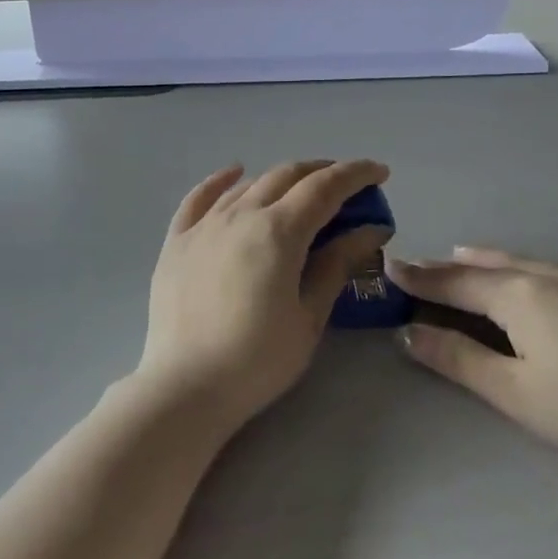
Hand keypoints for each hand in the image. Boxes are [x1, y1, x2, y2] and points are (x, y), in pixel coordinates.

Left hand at [135, 160, 390, 430]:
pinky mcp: (177, 241)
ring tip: (300, 189)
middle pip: (287, 176)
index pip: (325, 187)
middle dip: (322, 172)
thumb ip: (338, 264)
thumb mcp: (310, 316)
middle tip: (346, 184)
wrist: (186, 386)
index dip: (356, 174)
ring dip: (281, 179)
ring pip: (249, 185)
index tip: (380, 172)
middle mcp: (240, 214)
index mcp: (278, 231)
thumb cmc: (258, 359)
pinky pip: (200, 198)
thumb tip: (372, 229)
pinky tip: (235, 174)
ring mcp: (204, 225)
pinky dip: (222, 181)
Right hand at [387, 249, 557, 471]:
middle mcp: (549, 276)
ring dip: (490, 259)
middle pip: (488, 267)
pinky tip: (544, 271)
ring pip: (527, 261)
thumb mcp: (515, 393)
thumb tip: (408, 333)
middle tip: (421, 264)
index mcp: (519, 296)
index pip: (456, 282)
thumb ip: (459, 360)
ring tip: (467, 254)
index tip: (389, 267)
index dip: (420, 277)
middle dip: (450, 266)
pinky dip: (534, 265)